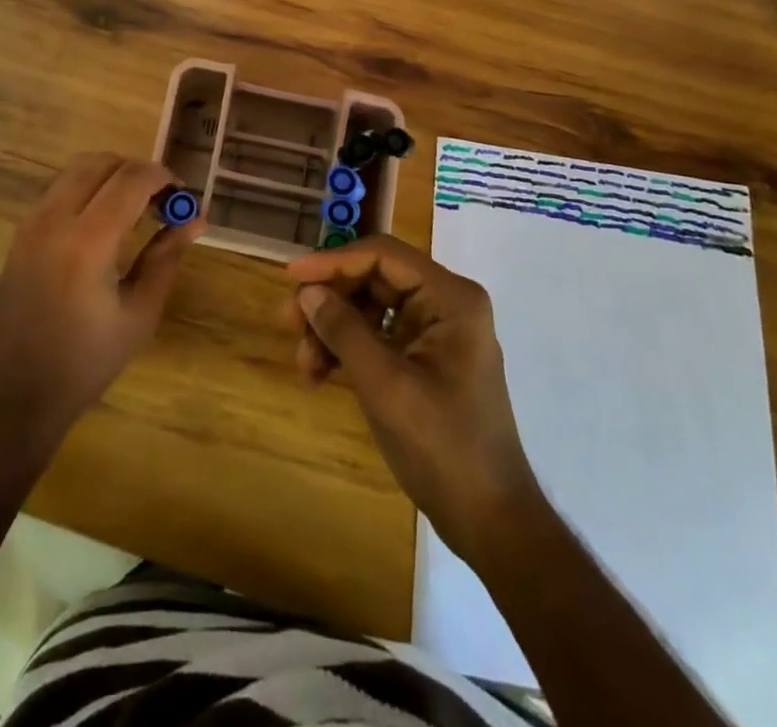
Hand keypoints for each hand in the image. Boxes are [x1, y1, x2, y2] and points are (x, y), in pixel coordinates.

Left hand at [0, 153, 203, 451]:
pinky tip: (103, 224)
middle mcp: (54, 219)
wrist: (11, 396)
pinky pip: (58, 190)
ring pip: (75, 170)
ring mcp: (30, 223)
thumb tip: (196, 219)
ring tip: (135, 209)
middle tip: (161, 201)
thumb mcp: (139, 315)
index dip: (163, 177)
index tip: (183, 196)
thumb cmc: (84, 363)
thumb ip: (166, 258)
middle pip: (100, 162)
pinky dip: (87, 189)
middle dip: (137, 171)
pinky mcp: (19, 234)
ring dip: (110, 176)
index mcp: (87, 242)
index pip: (131, 179)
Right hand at [285, 235, 540, 562]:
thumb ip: (344, 331)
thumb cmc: (442, 446)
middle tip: (287, 323)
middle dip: (329, 301)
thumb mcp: (385, 385)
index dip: (333, 262)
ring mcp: (436, 332)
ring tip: (303, 365)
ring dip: (333, 330)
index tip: (291, 276)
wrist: (489, 520)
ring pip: (370, 308)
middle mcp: (445, 304)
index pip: (383, 256)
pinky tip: (319, 374)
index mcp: (450, 298)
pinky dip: (347, 350)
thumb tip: (307, 291)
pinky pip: (378, 335)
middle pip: (374, 280)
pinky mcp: (425, 358)